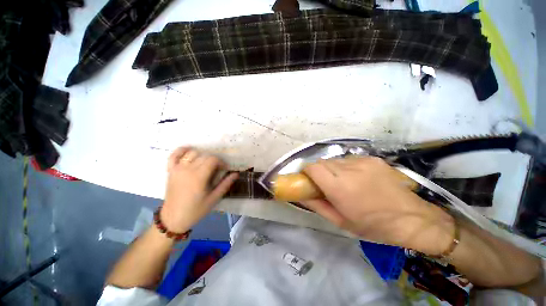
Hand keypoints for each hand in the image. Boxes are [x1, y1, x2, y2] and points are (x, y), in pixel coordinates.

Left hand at [161, 147, 237, 232]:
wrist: (173, 218)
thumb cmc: (196, 210)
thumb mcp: (214, 199)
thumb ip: (225, 184)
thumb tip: (236, 174)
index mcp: (199, 177)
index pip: (213, 159)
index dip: (221, 162)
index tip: (224, 169)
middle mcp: (187, 169)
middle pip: (204, 156)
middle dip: (213, 160)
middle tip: (217, 169)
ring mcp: (177, 169)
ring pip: (192, 153)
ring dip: (201, 155)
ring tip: (205, 164)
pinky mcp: (170, 171)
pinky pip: (174, 155)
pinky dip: (181, 151)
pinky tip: (189, 152)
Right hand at [301, 157, 454, 254]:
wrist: (412, 219)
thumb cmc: (373, 226)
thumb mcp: (340, 222)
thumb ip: (317, 205)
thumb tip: (302, 195)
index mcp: (340, 187)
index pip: (313, 167)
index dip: (307, 171)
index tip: (308, 179)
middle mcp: (349, 170)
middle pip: (322, 162)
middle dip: (319, 171)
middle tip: (326, 184)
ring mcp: (362, 161)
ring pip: (335, 160)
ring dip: (333, 169)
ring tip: (344, 182)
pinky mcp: (372, 159)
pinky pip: (349, 159)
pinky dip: (346, 167)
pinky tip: (358, 178)